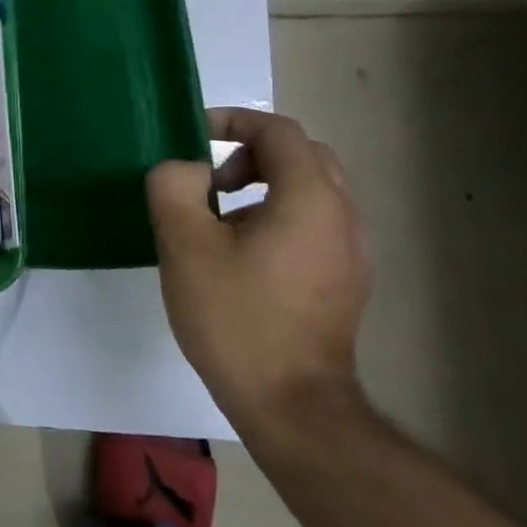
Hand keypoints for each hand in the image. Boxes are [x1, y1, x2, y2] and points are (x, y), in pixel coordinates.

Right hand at [146, 107, 372, 441]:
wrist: (291, 405)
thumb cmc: (236, 317)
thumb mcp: (185, 243)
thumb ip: (174, 186)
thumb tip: (183, 169)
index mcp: (310, 199)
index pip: (279, 131)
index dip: (234, 121)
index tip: (194, 137)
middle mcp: (343, 217)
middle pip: (302, 156)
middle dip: (251, 154)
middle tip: (210, 181)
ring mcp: (353, 252)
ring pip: (312, 191)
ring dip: (265, 187)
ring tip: (219, 221)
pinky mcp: (348, 282)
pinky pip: (316, 224)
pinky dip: (280, 216)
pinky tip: (244, 257)